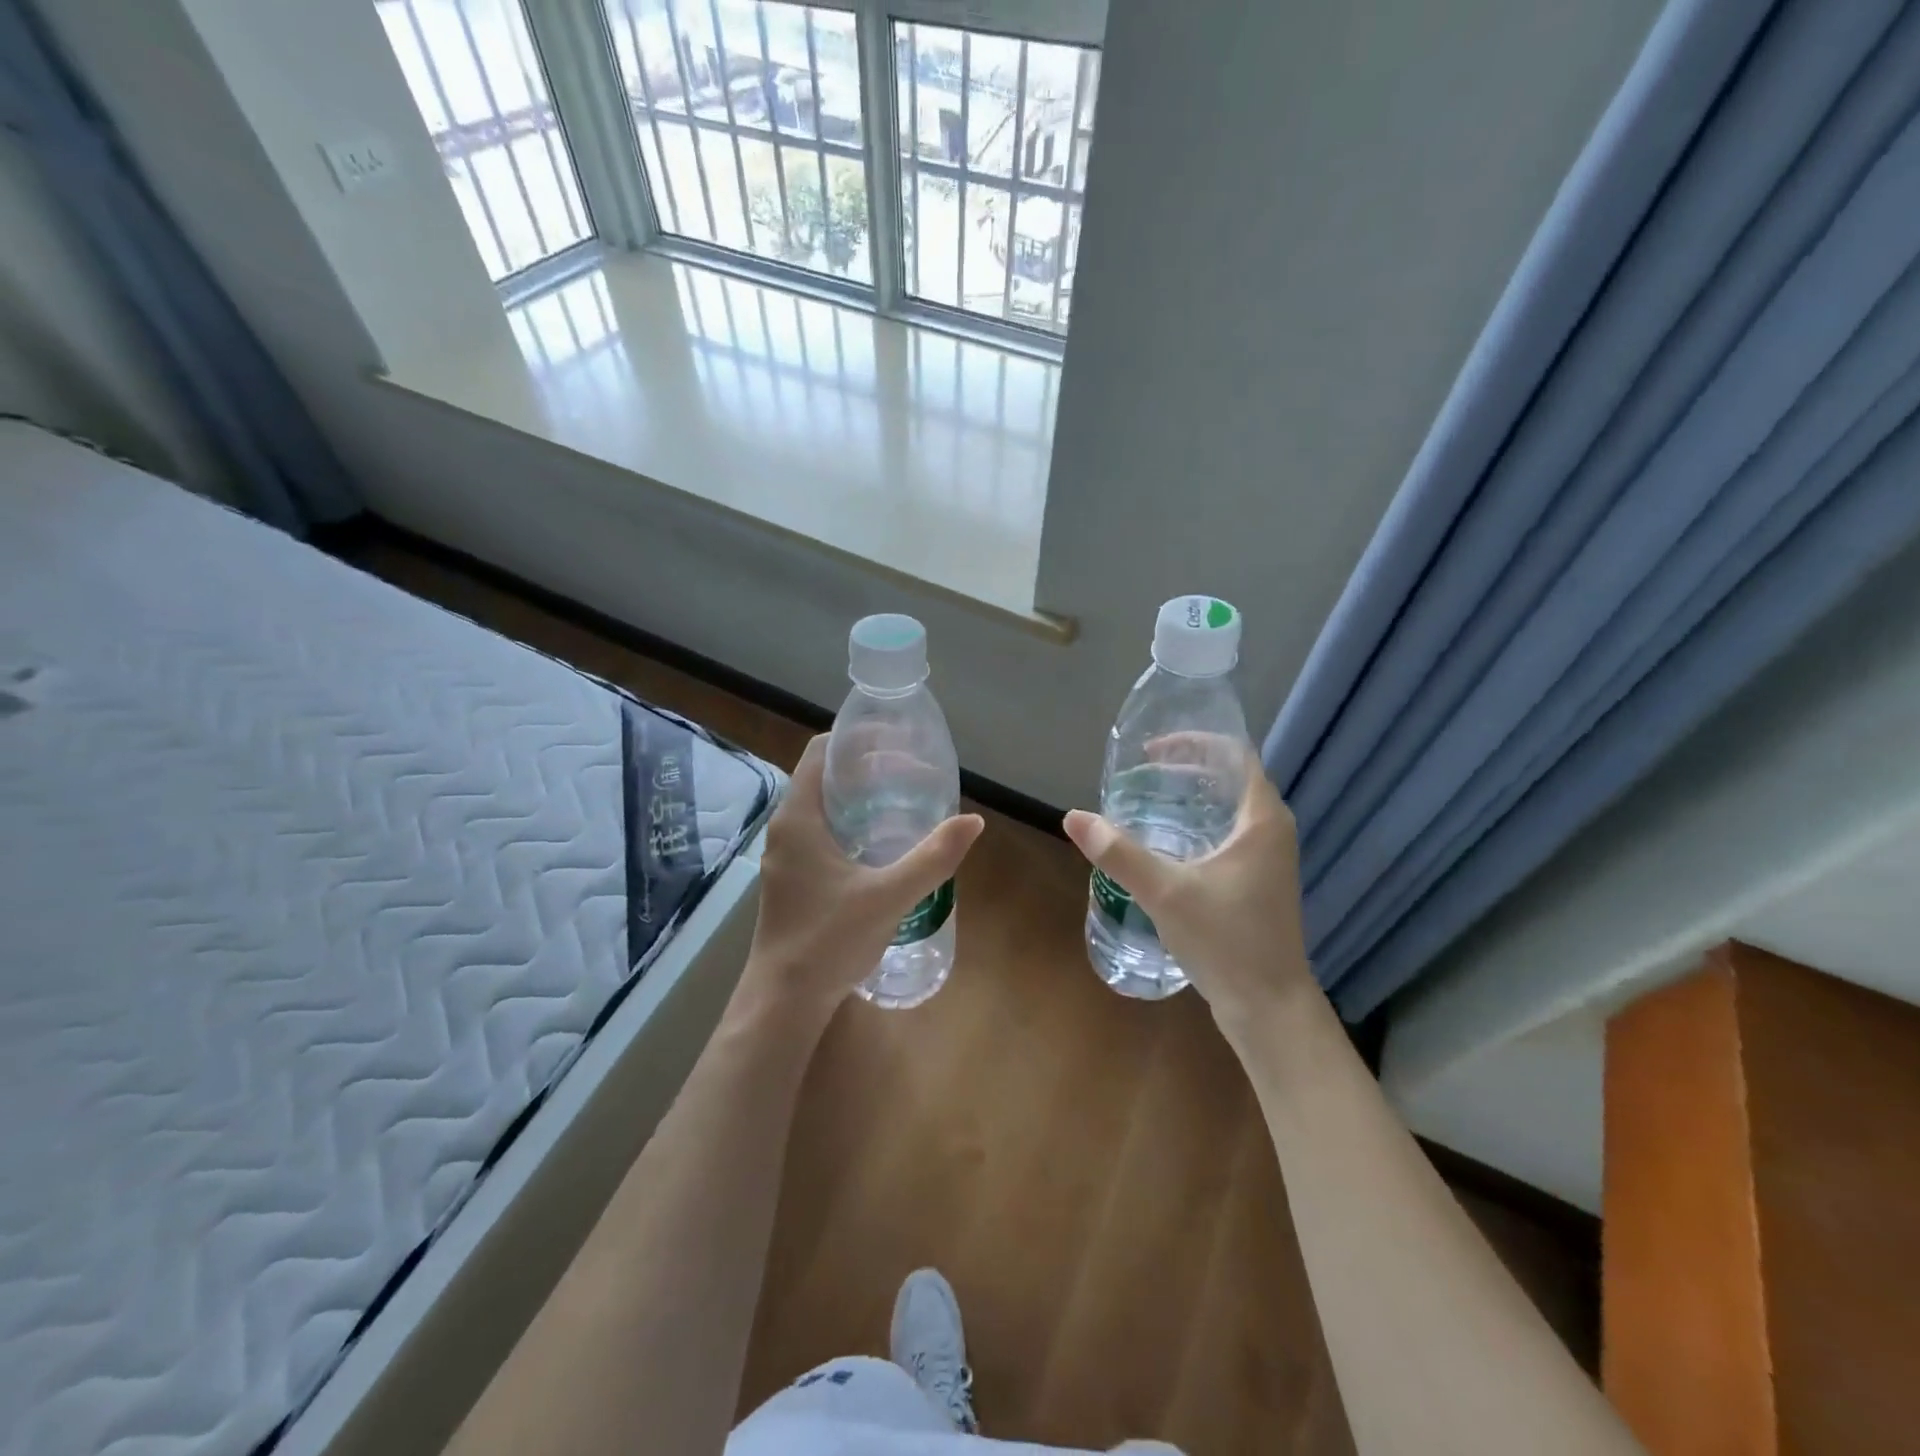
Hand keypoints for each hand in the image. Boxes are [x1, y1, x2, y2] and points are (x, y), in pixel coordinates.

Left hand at [740, 735, 983, 1020]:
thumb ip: (932, 858)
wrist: (784, 1000)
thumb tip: (972, 822)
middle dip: (867, 768)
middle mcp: (786, 828)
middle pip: (825, 777)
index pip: (821, 752)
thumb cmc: (829, 939)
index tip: (897, 741)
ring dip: (860, 797)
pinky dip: (851, 824)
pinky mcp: (792, 878)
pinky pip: (821, 833)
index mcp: (799, 817)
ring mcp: (786, 855)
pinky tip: (882, 844)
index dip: (857, 739)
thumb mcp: (889, 895)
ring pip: (822, 807)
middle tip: (913, 771)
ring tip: (904, 801)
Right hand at [1062, 737, 1313, 1035]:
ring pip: (1227, 810)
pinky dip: (1196, 827)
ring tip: (1145, 801)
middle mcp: (1271, 830)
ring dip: (1190, 799)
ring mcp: (1267, 859)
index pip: (1235, 755)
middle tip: (1140, 774)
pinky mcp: (1257, 882)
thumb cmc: (1227, 941)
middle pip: (1230, 779)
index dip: (1194, 742)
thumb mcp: (1166, 893)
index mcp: (1262, 819)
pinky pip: (1226, 835)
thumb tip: (1074, 817)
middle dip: (1185, 769)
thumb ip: (1119, 853)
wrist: (1269, 1008)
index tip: (1152, 750)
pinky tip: (1164, 844)